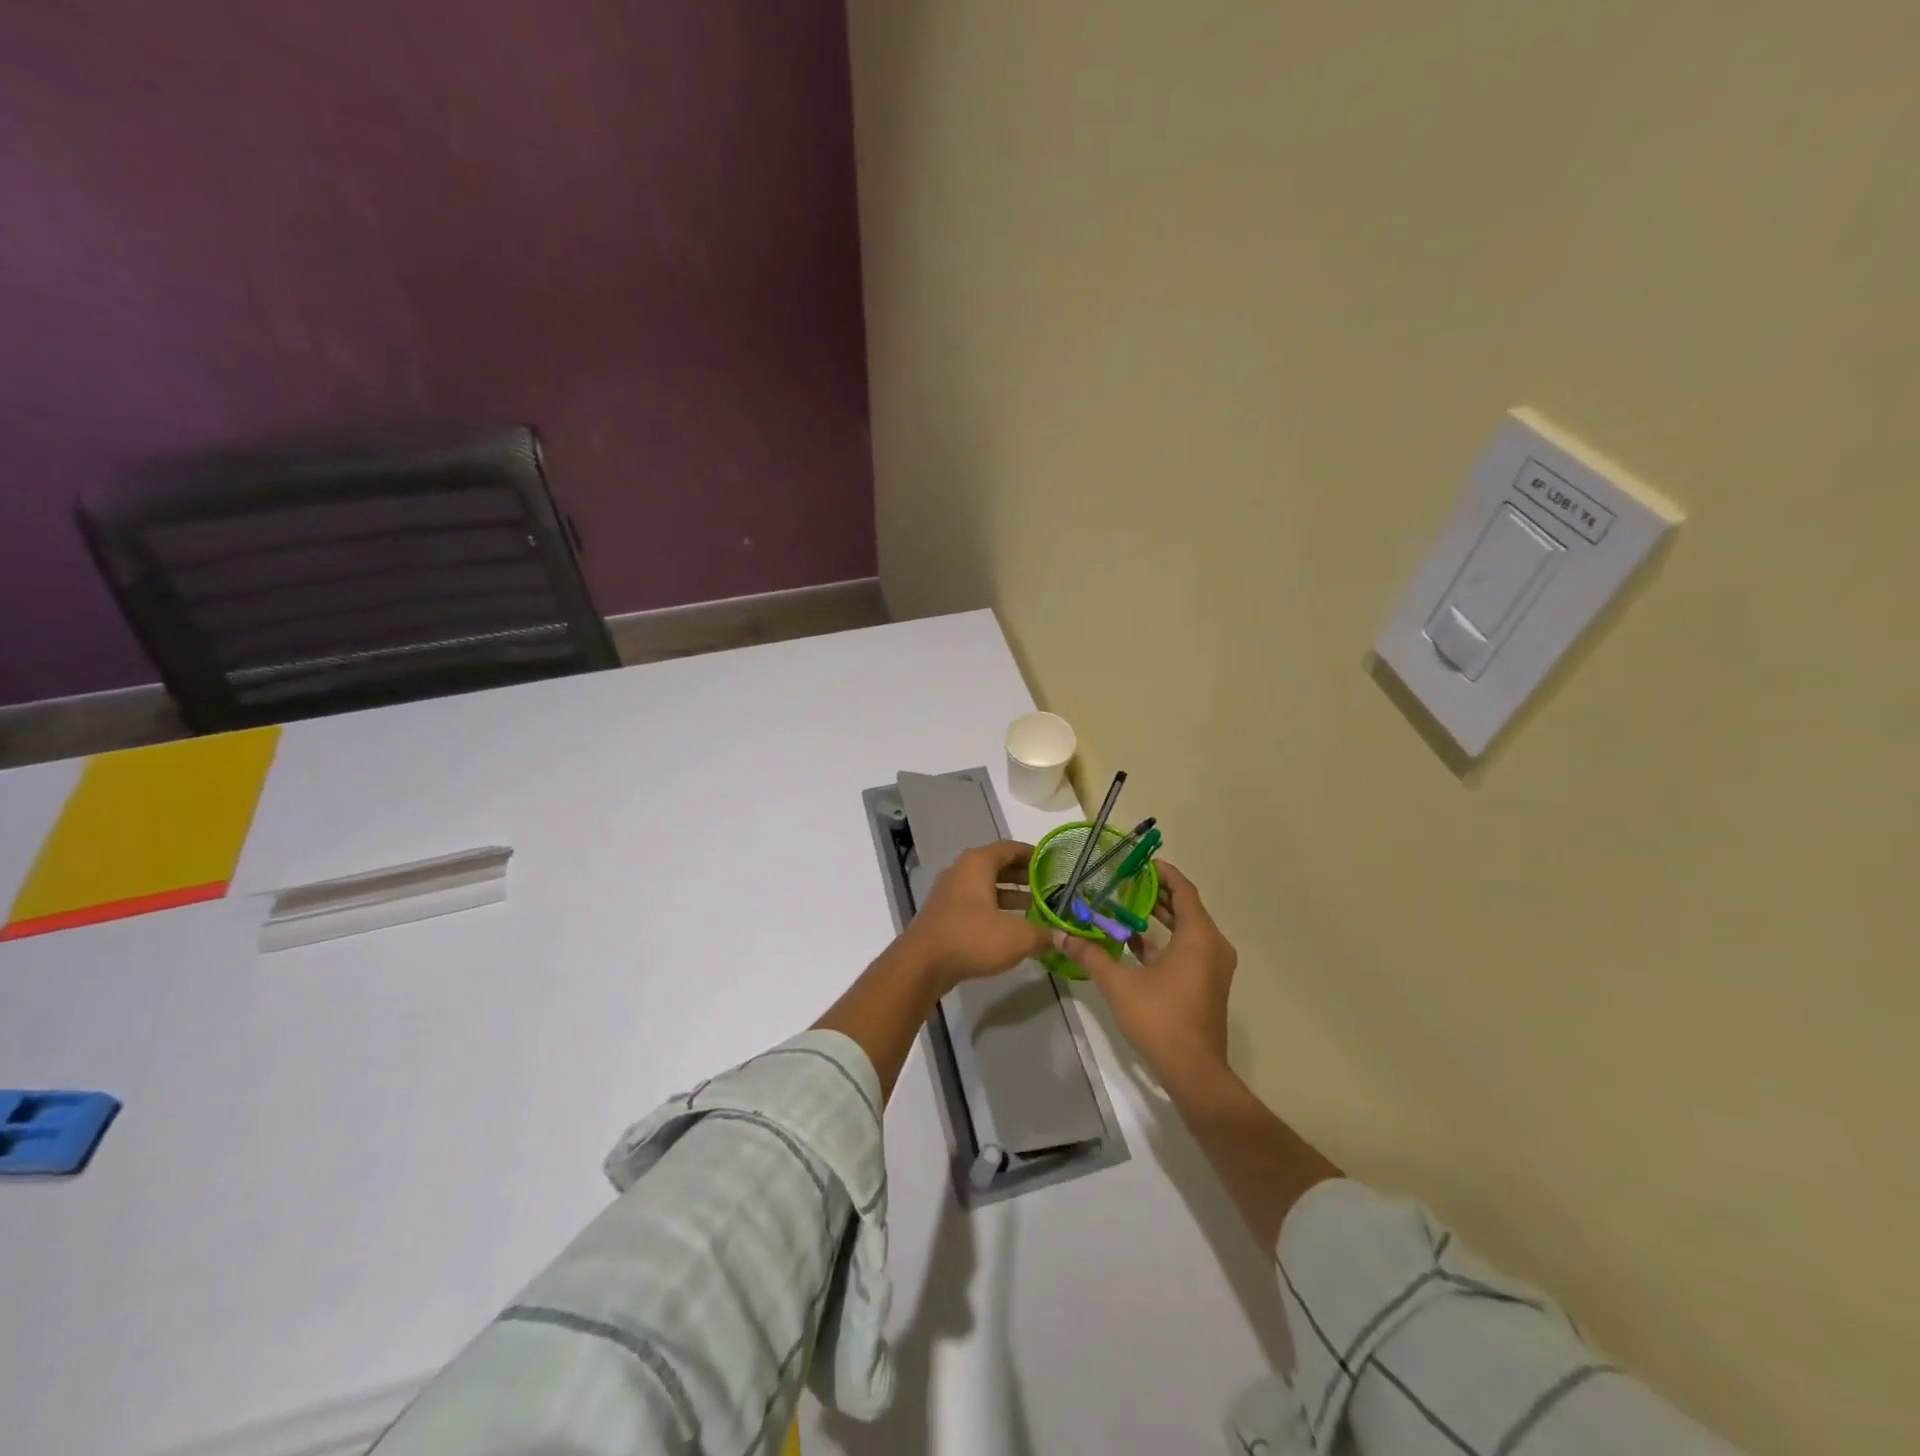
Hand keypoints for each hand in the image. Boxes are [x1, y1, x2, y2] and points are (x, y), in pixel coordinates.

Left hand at [894, 840, 1051, 996]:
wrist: (922, 964)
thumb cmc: (971, 938)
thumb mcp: (1017, 937)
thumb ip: (1041, 934)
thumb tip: (1058, 937)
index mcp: (977, 863)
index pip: (1010, 848)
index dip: (1033, 854)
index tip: (1053, 863)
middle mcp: (961, 871)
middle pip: (998, 865)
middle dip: (1023, 876)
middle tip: (1048, 887)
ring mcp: (950, 893)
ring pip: (986, 886)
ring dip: (1009, 895)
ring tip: (1035, 908)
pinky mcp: (944, 914)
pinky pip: (975, 903)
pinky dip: (994, 909)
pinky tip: (1010, 927)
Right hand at [1049, 861, 1235, 1089]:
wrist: (1194, 1071)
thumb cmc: (1160, 1019)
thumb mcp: (1118, 984)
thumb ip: (1090, 954)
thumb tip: (1059, 934)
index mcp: (1198, 936)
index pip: (1183, 890)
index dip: (1163, 873)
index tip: (1139, 862)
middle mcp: (1213, 945)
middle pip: (1186, 908)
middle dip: (1156, 893)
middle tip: (1125, 881)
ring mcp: (1213, 967)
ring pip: (1188, 929)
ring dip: (1160, 917)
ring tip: (1125, 907)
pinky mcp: (1208, 984)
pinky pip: (1189, 949)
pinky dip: (1166, 941)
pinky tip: (1135, 943)